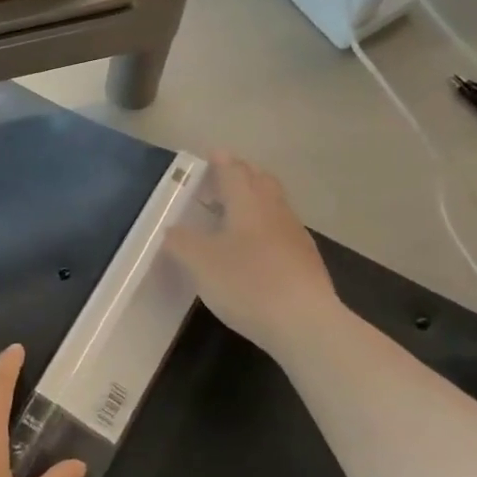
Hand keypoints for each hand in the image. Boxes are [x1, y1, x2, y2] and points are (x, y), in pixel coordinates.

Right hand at [165, 153, 338, 352]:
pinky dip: (266, 226)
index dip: (220, 162)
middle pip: (260, 181)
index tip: (212, 154)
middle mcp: (274, 211)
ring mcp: (295, 235)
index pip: (233, 172)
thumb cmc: (247, 283)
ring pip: (274, 205)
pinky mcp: (306, 260)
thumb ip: (180, 242)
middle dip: (242, 174)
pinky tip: (256, 247)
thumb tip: (171, 230)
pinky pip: (282, 230)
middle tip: (223, 178)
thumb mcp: (200, 262)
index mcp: (247, 203)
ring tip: (236, 211)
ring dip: (256, 199)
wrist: (304, 323)